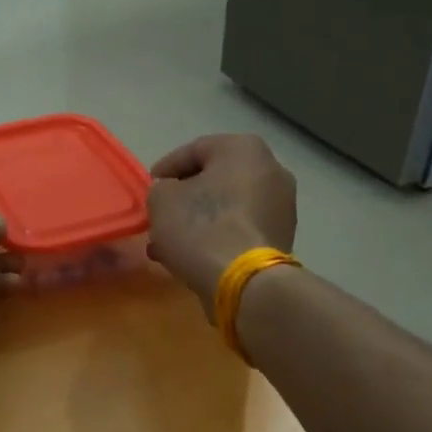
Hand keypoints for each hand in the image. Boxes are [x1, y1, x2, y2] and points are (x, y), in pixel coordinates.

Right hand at [147, 135, 297, 319]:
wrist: (245, 282)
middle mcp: (271, 169)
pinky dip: (216, 237)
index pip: (194, 150)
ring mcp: (281, 206)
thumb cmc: (201, 228)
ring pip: (227, 207)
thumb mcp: (162, 200)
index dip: (166, 168)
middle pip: (215, 179)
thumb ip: (162, 189)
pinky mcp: (281, 237)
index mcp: (243, 149)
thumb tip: (172, 194)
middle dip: (184, 198)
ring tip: (169, 242)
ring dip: (198, 221)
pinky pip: (239, 229)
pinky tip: (192, 255)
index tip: (149, 186)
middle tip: (159, 214)